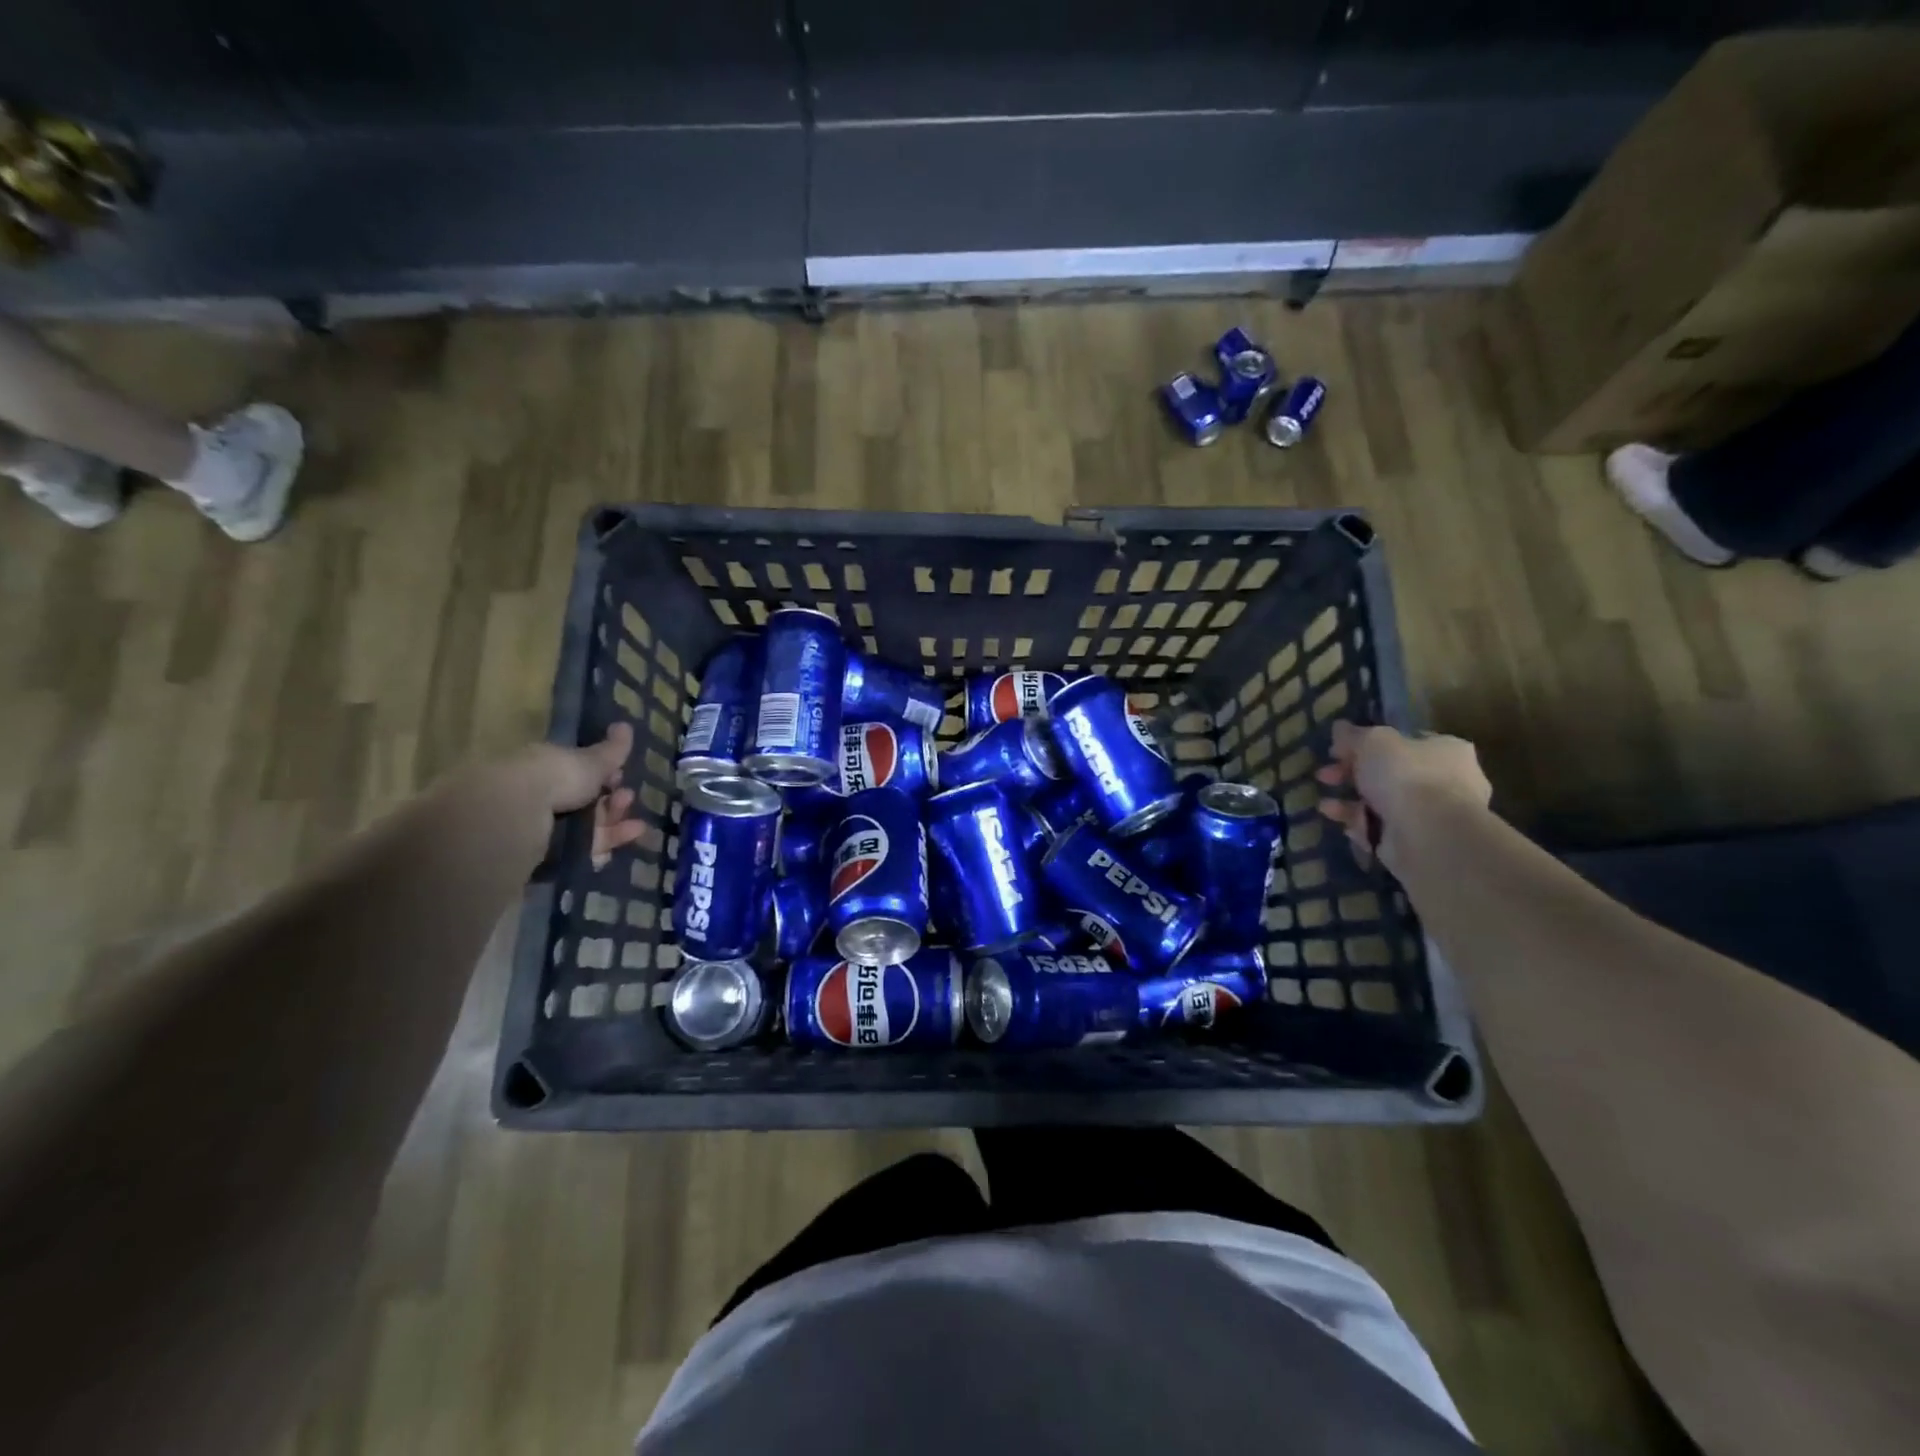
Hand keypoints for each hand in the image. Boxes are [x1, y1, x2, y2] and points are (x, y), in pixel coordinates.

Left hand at [509, 723, 645, 866]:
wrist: (516, 817)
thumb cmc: (553, 777)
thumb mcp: (589, 761)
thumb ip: (611, 750)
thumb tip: (625, 726)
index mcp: (545, 767)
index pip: (577, 771)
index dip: (603, 774)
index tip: (621, 775)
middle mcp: (540, 796)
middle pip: (584, 801)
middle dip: (611, 801)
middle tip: (628, 798)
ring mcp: (541, 828)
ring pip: (585, 827)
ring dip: (614, 825)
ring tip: (636, 826)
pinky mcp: (546, 856)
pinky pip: (580, 851)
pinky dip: (603, 847)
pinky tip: (623, 845)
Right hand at [1315, 721, 1489, 869]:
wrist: (1428, 834)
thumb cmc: (1406, 775)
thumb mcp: (1372, 741)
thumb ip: (1354, 735)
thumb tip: (1340, 727)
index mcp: (1445, 750)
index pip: (1404, 741)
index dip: (1367, 744)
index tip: (1337, 750)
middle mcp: (1445, 780)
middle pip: (1388, 772)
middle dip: (1351, 773)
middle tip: (1325, 775)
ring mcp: (1431, 814)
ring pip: (1381, 802)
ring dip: (1349, 801)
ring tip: (1324, 804)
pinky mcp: (1416, 841)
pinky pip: (1380, 827)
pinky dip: (1356, 822)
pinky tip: (1337, 820)